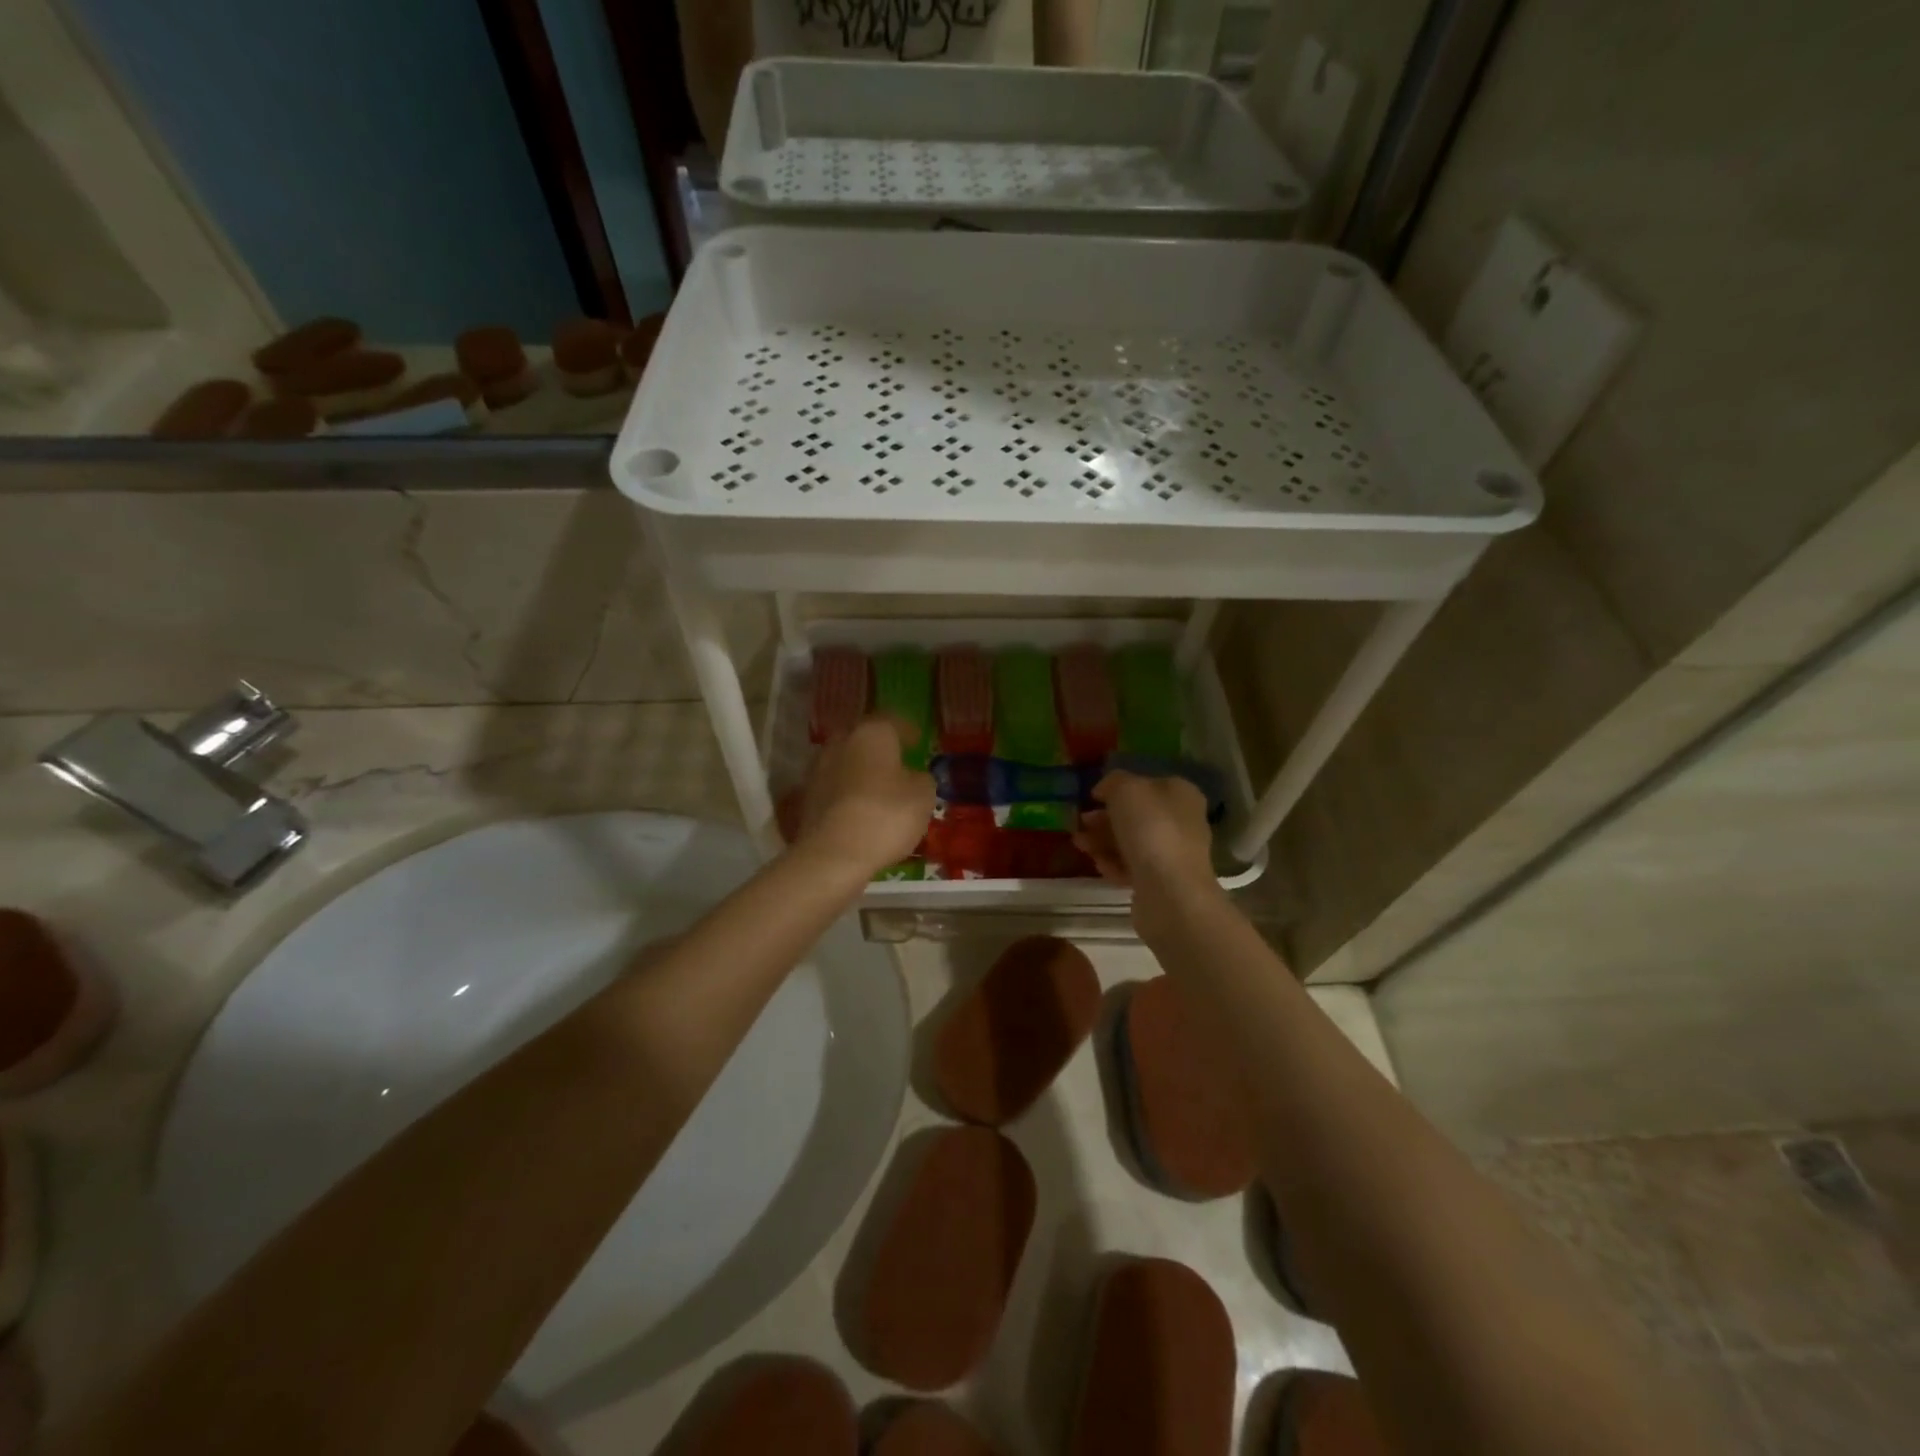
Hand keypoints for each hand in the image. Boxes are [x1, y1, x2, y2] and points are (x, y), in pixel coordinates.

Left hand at [793, 716, 935, 878]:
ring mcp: (818, 769)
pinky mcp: (806, 797)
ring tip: (878, 788)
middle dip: (879, 749)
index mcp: (872, 733)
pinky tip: (859, 810)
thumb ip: (921, 779)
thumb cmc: (886, 816)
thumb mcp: (923, 797)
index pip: (892, 721)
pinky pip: (834, 788)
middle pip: (863, 739)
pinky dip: (847, 794)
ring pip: (845, 762)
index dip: (907, 731)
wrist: (833, 855)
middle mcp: (841, 743)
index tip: (917, 740)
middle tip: (896, 762)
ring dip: (860, 771)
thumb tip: (913, 777)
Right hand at [1072, 771, 1218, 905]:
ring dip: (1102, 841)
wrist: (1170, 891)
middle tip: (1080, 822)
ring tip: (1079, 844)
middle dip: (1104, 818)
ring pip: (1131, 842)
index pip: (1146, 784)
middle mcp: (1182, 821)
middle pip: (1136, 815)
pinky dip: (1113, 865)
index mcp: (1180, 794)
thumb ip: (1113, 782)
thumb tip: (1106, 789)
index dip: (1117, 788)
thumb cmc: (1151, 829)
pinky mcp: (1162, 882)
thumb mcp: (1126, 789)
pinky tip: (1098, 865)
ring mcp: (1174, 854)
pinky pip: (1132, 868)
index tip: (1092, 797)